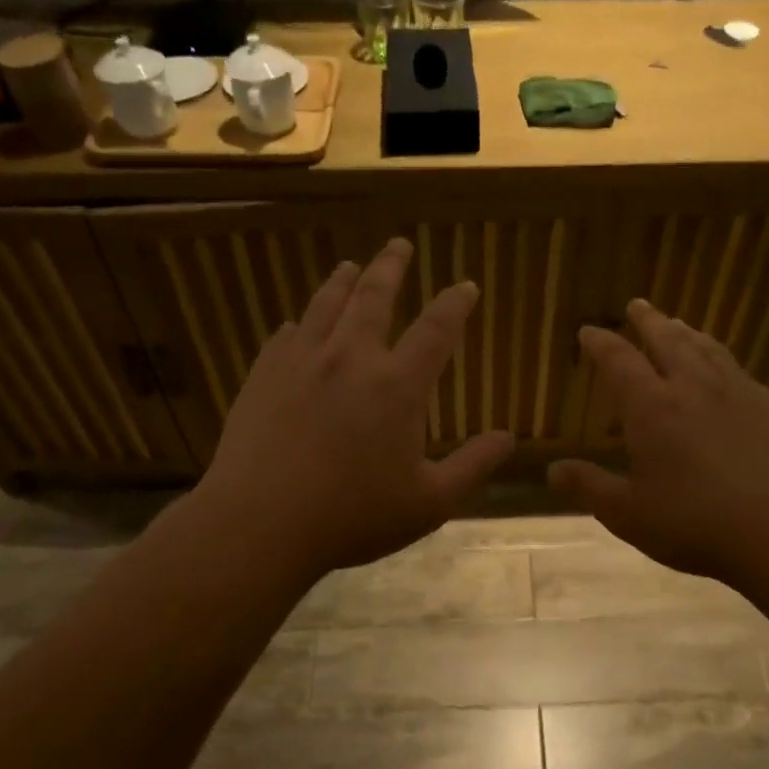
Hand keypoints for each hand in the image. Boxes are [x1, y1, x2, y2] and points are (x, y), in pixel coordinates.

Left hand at [195, 237, 513, 575]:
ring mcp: (301, 363)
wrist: (260, 523)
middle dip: (391, 266)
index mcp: (398, 386)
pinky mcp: (263, 376)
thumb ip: (472, 466)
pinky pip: (285, 337)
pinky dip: (299, 326)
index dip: (455, 304)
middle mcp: (351, 359)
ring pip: (325, 306)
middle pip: (374, 296)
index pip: (436, 329)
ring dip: (342, 282)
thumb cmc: (354, 516)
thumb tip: (508, 438)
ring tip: (350, 266)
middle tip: (399, 244)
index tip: (466, 285)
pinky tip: (296, 326)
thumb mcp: (429, 502)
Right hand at [548, 298, 768, 588]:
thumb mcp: (628, 514)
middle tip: (637, 305)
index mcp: (652, 408)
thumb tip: (552, 470)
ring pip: (706, 348)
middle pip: (667, 339)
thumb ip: (589, 487)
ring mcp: (737, 393)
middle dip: (647, 321)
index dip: (600, 343)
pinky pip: (736, 368)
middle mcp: (693, 387)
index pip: (619, 361)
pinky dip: (719, 356)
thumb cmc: (695, 523)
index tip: (588, 330)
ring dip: (685, 332)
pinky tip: (723, 368)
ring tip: (676, 324)